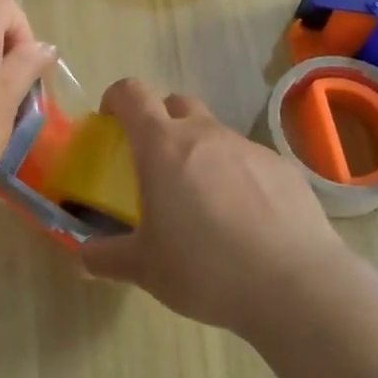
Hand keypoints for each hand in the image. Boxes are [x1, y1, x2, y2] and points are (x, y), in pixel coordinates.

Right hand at [79, 79, 352, 335]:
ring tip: (204, 202)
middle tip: (155, 164)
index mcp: (162, 146)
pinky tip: (246, 220)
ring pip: (214, 133)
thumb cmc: (205, 268)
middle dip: (160, 122)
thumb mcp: (145, 269)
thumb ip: (106, 258)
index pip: (131, 94)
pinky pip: (249, 160)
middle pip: (175, 103)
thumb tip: (81, 257)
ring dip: (201, 152)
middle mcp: (204, 134)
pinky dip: (238, 176)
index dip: (116, 99)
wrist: (296, 284)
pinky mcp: (283, 168)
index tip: (111, 122)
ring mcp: (248, 147)